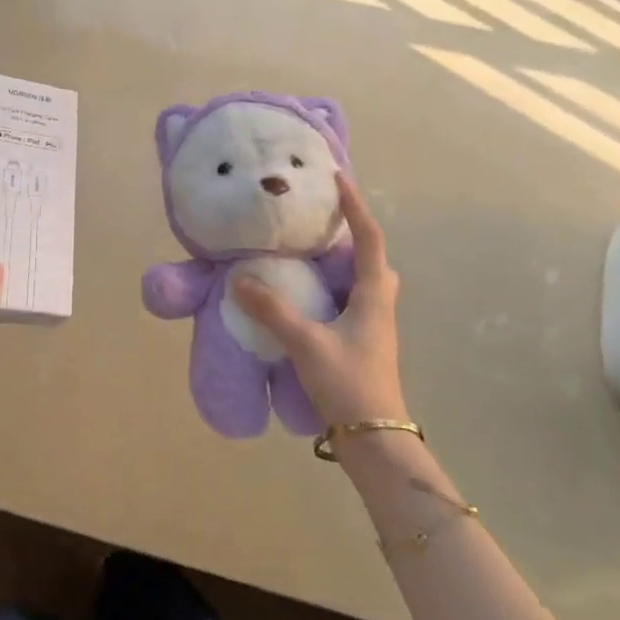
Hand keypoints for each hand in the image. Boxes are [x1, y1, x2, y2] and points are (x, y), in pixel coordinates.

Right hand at [234, 173, 403, 427]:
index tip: (338, 179)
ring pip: (362, 282)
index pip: (370, 238)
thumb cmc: (349, 383)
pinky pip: (349, 302)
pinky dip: (330, 289)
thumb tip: (239, 280)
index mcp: (374, 295)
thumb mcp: (306, 343)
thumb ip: (272, 310)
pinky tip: (305, 299)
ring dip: (341, 264)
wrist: (375, 439)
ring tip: (307, 256)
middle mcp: (379, 305)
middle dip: (351, 235)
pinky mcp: (362, 344)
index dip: (355, 206)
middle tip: (320, 223)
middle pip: (372, 258)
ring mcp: (373, 327)